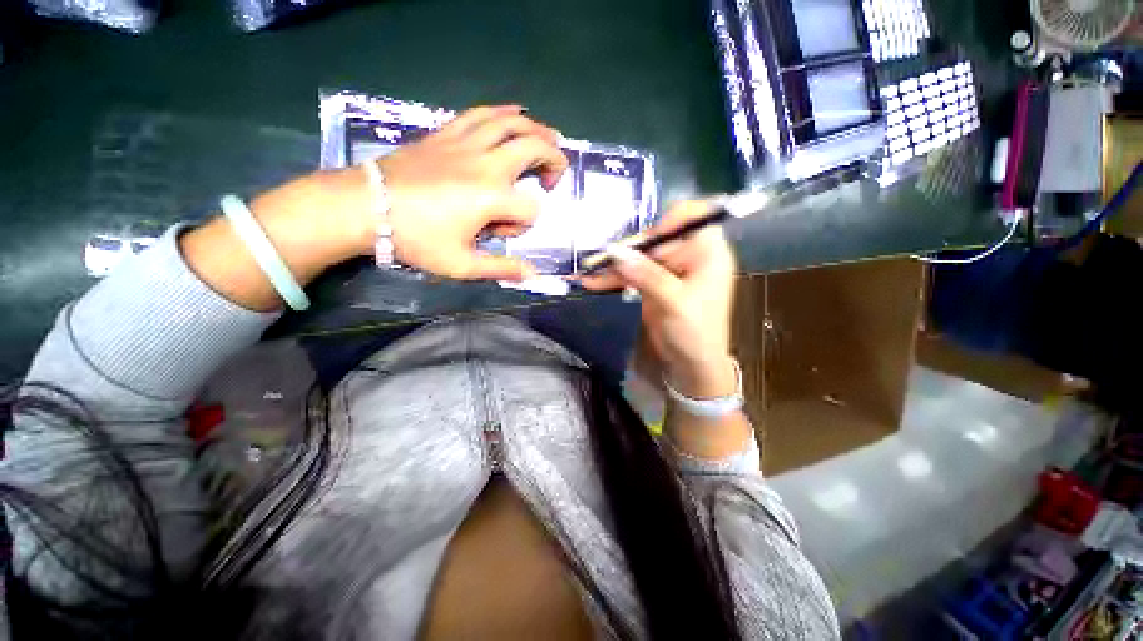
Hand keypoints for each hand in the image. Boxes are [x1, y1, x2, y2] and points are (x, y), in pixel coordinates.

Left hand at [363, 105, 568, 280]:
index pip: (530, 208)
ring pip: (511, 123)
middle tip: (555, 176)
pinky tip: (517, 112)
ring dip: (537, 130)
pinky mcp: (447, 134)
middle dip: (553, 161)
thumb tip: (532, 274)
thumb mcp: (461, 265)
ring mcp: (465, 144)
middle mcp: (485, 164)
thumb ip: (501, 269)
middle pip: (533, 149)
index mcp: (491, 198)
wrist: (364, 207)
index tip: (505, 233)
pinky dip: (504, 112)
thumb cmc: (415, 240)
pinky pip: (481, 114)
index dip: (526, 223)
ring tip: (551, 138)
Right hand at [579, 202, 738, 397]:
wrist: (692, 365)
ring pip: (639, 258)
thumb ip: (644, 274)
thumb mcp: (673, 301)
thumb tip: (614, 251)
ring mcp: (669, 269)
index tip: (645, 239)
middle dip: (628, 250)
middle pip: (656, 239)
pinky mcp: (654, 283)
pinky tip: (593, 282)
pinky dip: (615, 279)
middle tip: (602, 261)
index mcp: (707, 251)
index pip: (691, 216)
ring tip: (589, 272)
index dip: (667, 221)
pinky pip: (633, 274)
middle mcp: (689, 255)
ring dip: (615, 266)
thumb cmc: (695, 332)